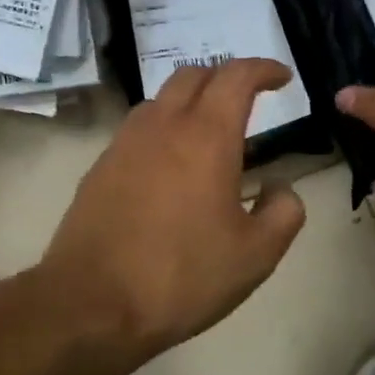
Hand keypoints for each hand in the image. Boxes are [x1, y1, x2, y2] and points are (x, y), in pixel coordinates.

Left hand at [42, 59, 307, 361]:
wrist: (91, 305)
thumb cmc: (182, 276)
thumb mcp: (256, 255)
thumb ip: (283, 211)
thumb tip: (280, 187)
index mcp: (206, 136)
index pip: (237, 76)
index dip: (263, 68)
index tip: (281, 77)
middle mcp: (161, 126)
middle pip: (193, 75)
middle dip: (224, 77)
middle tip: (246, 100)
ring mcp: (123, 145)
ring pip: (160, 100)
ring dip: (190, 103)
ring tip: (208, 135)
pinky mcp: (99, 169)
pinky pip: (137, 131)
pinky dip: (163, 131)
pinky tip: (171, 169)